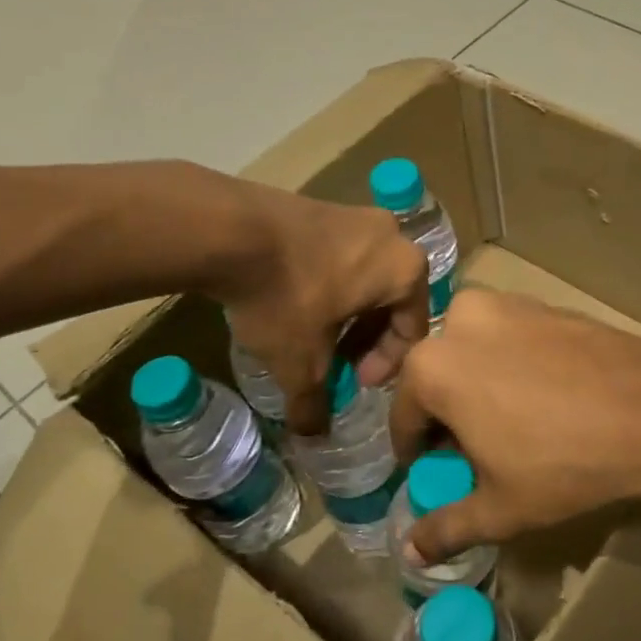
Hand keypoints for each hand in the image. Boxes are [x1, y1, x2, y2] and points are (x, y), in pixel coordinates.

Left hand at [216, 182, 428, 434]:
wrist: (228, 229)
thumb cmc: (286, 297)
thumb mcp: (301, 362)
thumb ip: (314, 402)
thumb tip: (313, 435)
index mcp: (406, 270)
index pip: (412, 330)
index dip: (386, 366)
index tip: (354, 382)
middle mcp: (393, 236)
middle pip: (391, 301)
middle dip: (366, 339)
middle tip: (338, 363)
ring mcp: (357, 215)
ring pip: (366, 277)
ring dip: (348, 312)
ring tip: (314, 336)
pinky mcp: (323, 205)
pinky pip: (341, 255)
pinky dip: (330, 284)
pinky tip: (296, 302)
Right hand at [388, 289, 640, 562]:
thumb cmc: (565, 463)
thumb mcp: (500, 508)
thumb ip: (447, 527)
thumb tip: (410, 551)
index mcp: (432, 367)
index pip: (403, 418)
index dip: (417, 453)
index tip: (435, 473)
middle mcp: (459, 321)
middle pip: (438, 378)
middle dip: (449, 416)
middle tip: (477, 452)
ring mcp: (506, 305)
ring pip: (473, 353)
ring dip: (478, 386)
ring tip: (512, 425)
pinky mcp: (544, 303)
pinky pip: (509, 339)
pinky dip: (511, 366)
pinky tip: (544, 398)